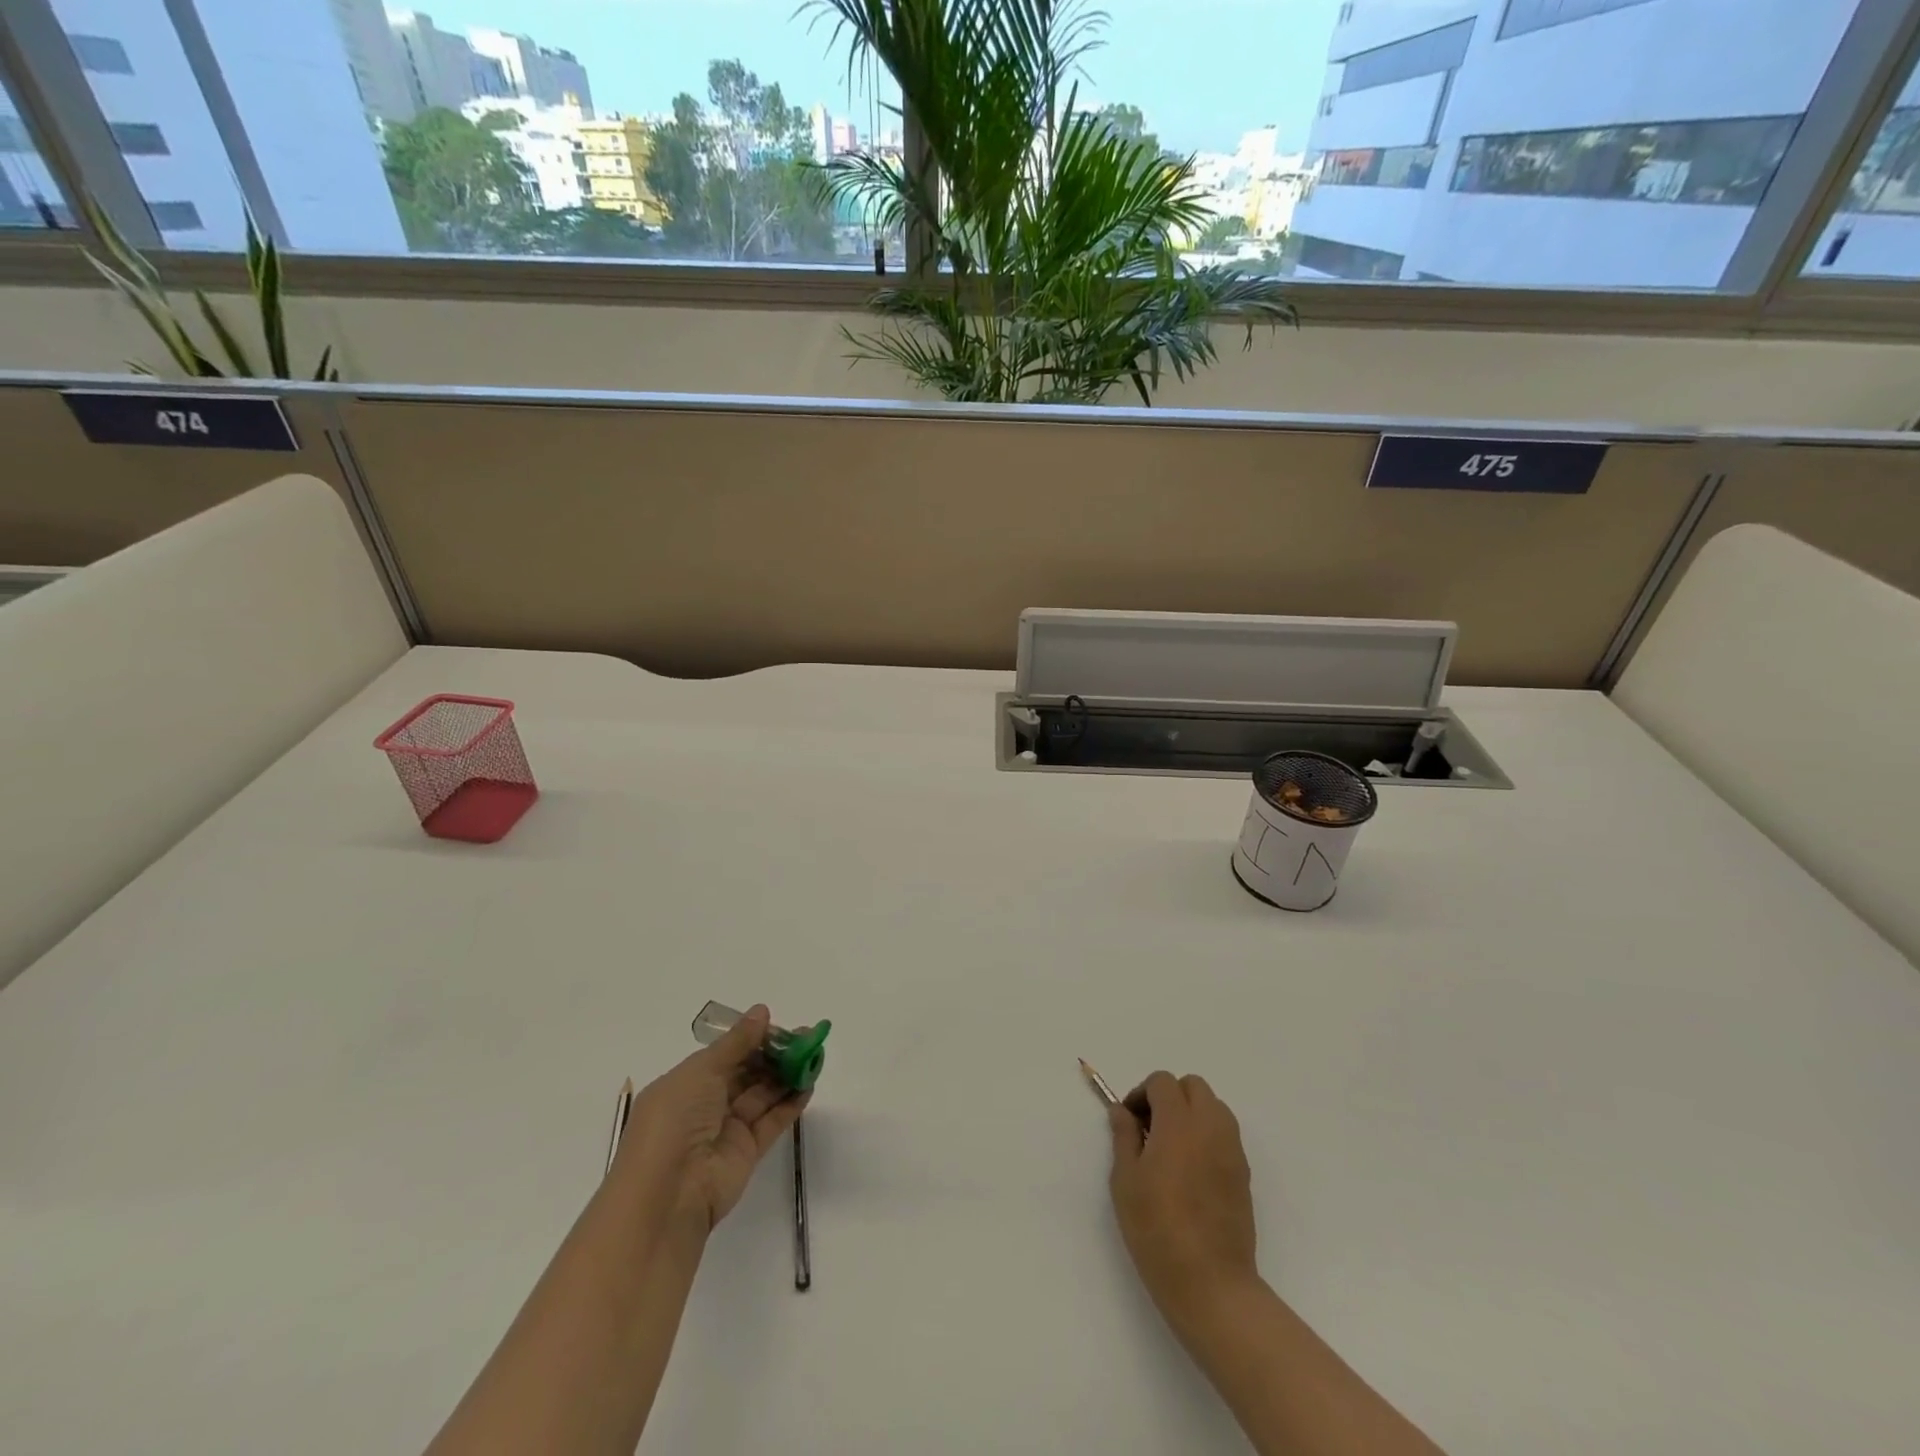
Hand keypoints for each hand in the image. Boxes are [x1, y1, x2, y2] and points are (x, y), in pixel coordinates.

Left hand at [614, 1004, 809, 1230]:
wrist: (669, 1194)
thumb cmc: (676, 1120)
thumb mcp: (701, 1071)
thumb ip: (737, 1042)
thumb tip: (762, 1011)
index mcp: (686, 1084)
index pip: (725, 1055)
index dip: (753, 1039)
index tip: (781, 1027)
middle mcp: (705, 1104)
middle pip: (747, 1072)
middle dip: (775, 1054)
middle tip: (807, 1038)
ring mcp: (727, 1129)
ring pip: (762, 1094)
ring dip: (787, 1075)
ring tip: (815, 1056)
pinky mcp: (747, 1151)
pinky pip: (772, 1121)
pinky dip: (791, 1103)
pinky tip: (810, 1084)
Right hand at [1108, 1072, 1259, 1330]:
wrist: (1211, 1284)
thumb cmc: (1157, 1230)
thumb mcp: (1125, 1181)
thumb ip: (1124, 1137)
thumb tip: (1122, 1111)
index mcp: (1178, 1122)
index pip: (1163, 1082)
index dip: (1142, 1094)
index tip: (1130, 1122)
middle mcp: (1210, 1126)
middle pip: (1193, 1086)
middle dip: (1170, 1096)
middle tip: (1151, 1129)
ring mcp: (1232, 1149)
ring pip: (1214, 1107)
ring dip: (1192, 1113)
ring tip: (1172, 1148)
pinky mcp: (1244, 1173)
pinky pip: (1225, 1134)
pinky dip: (1208, 1135)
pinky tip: (1191, 1170)